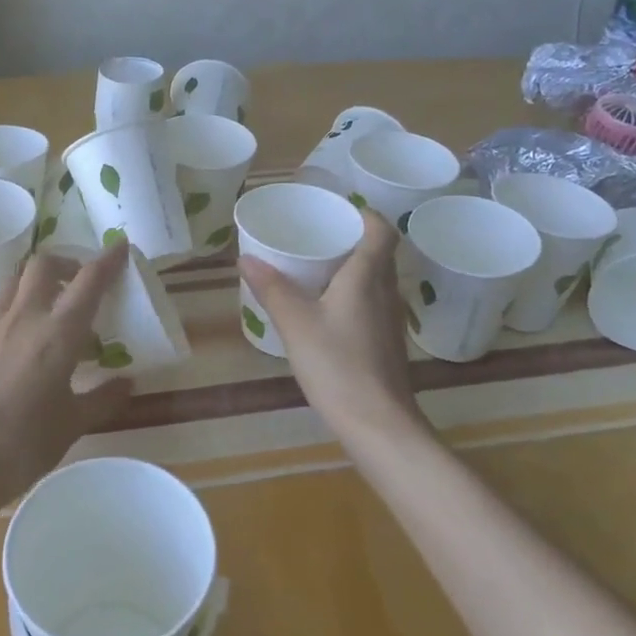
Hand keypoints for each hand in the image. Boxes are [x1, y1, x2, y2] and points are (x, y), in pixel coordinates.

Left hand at [0, 241, 132, 506]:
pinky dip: (11, 315)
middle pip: (43, 265)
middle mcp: (22, 318)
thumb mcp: (72, 425)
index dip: (107, 259)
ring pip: (14, 284)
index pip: (88, 281)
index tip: (119, 246)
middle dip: (65, 263)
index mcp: (57, 334)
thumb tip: (127, 383)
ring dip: (35, 286)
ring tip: (46, 313)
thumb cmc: (23, 447)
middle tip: (77, 283)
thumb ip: (103, 398)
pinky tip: (14, 348)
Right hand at [239, 208, 424, 439]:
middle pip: (378, 253)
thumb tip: (245, 257)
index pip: (382, 230)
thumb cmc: (338, 365)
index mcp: (368, 277)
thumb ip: (272, 289)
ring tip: (316, 270)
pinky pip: (371, 304)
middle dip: (351, 240)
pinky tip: (326, 312)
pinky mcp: (387, 344)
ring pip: (375, 281)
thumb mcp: (296, 323)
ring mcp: (390, 320)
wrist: (378, 424)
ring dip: (352, 269)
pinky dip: (352, 296)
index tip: (337, 211)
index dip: (365, 214)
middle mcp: (386, 292)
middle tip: (316, 237)